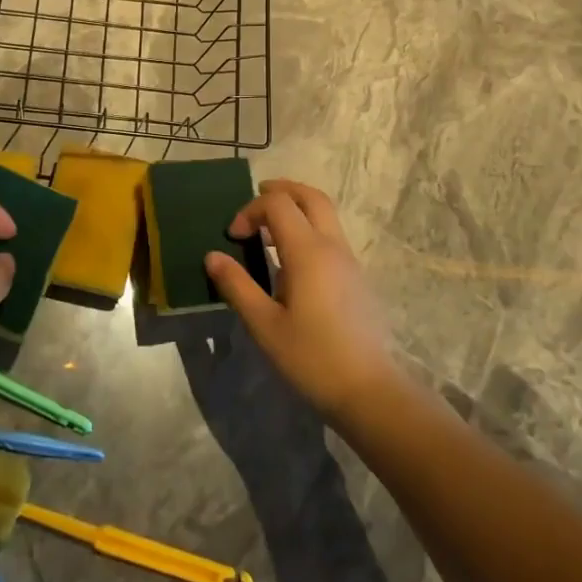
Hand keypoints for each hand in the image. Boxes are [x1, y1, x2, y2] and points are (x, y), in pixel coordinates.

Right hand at [204, 179, 400, 420]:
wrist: (369, 390)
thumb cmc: (312, 357)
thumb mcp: (264, 324)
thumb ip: (237, 285)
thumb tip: (212, 256)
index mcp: (308, 251)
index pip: (277, 204)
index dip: (250, 210)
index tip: (233, 237)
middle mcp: (332, 246)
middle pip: (310, 196)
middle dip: (281, 190)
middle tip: (256, 199)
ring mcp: (349, 260)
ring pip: (325, 214)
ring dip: (297, 208)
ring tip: (269, 229)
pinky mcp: (356, 277)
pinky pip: (331, 235)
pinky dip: (309, 228)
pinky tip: (291, 260)